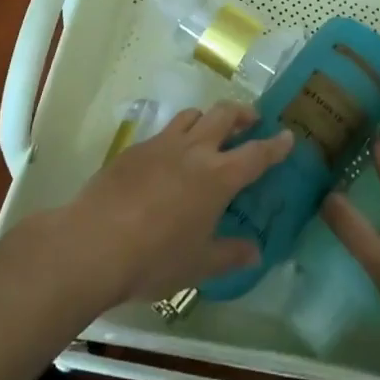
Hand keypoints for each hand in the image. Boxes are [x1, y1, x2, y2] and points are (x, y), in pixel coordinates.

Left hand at [66, 102, 293, 306]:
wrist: (91, 245)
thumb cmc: (154, 259)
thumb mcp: (198, 265)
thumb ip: (230, 255)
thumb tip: (255, 252)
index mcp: (218, 177)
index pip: (257, 154)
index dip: (276, 145)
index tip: (288, 135)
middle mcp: (194, 151)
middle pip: (224, 115)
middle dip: (243, 113)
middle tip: (251, 120)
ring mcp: (161, 145)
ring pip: (191, 115)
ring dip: (207, 117)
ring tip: (210, 131)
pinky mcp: (133, 150)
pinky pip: (163, 132)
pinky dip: (176, 136)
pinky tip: (168, 159)